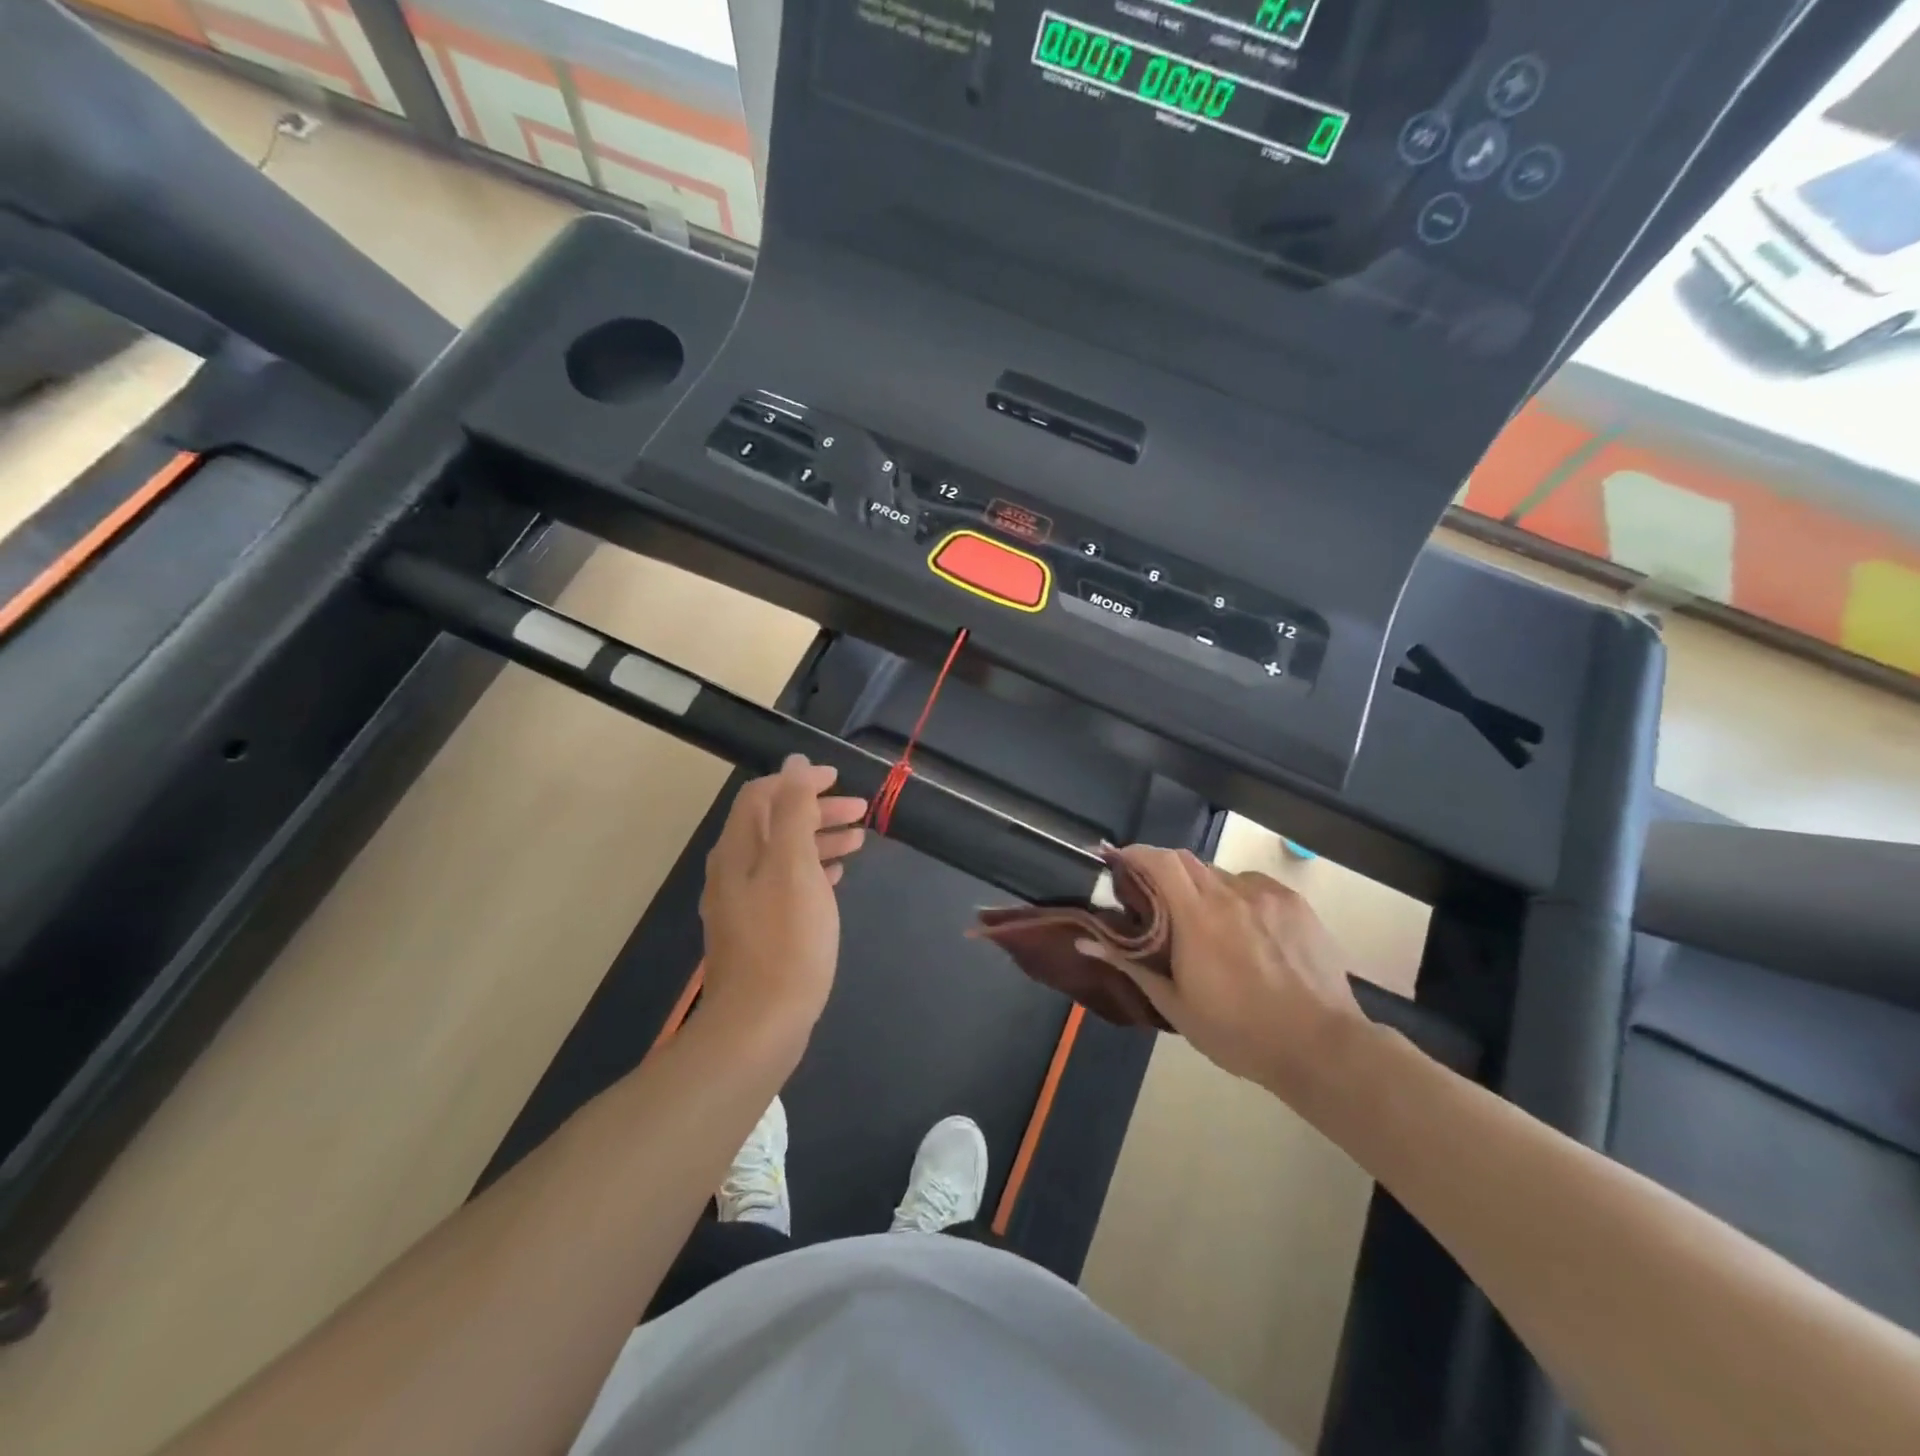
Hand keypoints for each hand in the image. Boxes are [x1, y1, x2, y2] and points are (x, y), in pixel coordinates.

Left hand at [698, 756, 866, 1047]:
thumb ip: (792, 811)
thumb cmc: (786, 940)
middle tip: (860, 812)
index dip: (800, 781)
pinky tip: (835, 879)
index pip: (763, 795)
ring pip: (782, 854)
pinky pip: (786, 884)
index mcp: (738, 850)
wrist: (759, 1025)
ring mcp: (743, 903)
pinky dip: (812, 871)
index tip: (839, 781)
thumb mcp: (793, 866)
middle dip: (816, 810)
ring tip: (858, 842)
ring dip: (819, 840)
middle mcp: (734, 871)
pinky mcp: (758, 930)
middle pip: (773, 823)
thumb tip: (795, 763)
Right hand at [1083, 846, 1366, 1102]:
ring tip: (1206, 926)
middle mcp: (1231, 893)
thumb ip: (1130, 965)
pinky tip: (1246, 933)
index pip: (1160, 860)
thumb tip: (1085, 941)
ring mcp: (1267, 896)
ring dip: (1203, 890)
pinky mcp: (1295, 904)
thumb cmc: (1239, 1032)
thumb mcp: (1176, 1005)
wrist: (1321, 1046)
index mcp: (1198, 916)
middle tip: (1156, 901)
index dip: (1134, 853)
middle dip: (1164, 872)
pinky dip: (1237, 899)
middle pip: (1187, 861)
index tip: (1117, 861)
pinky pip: (1254, 888)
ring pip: (1221, 876)